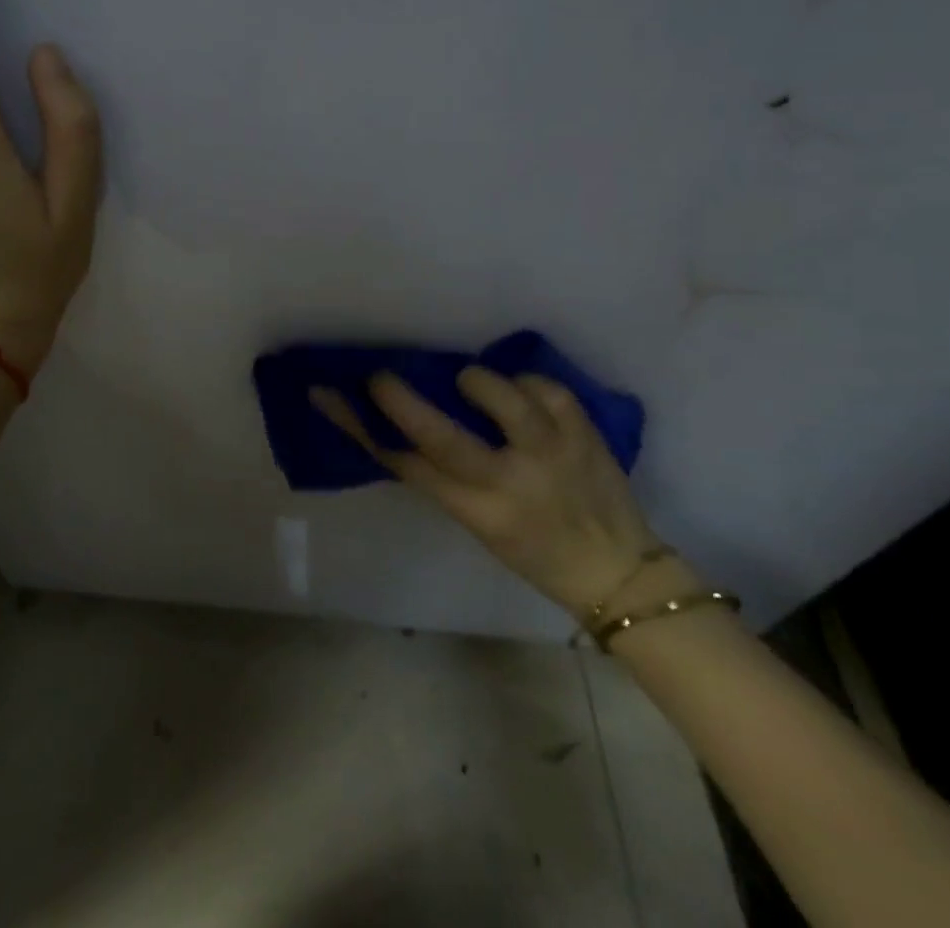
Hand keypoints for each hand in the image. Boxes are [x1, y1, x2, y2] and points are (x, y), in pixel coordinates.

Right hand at [311, 369, 663, 615]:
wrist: (620, 572)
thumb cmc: (534, 551)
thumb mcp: (479, 524)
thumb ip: (443, 476)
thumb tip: (400, 422)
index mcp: (478, 512)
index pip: (405, 465)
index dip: (360, 427)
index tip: (330, 395)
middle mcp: (511, 483)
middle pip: (442, 436)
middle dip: (402, 401)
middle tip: (378, 376)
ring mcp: (552, 452)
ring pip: (502, 396)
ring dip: (477, 381)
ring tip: (472, 384)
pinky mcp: (584, 431)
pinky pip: (542, 386)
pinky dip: (524, 382)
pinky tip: (522, 393)